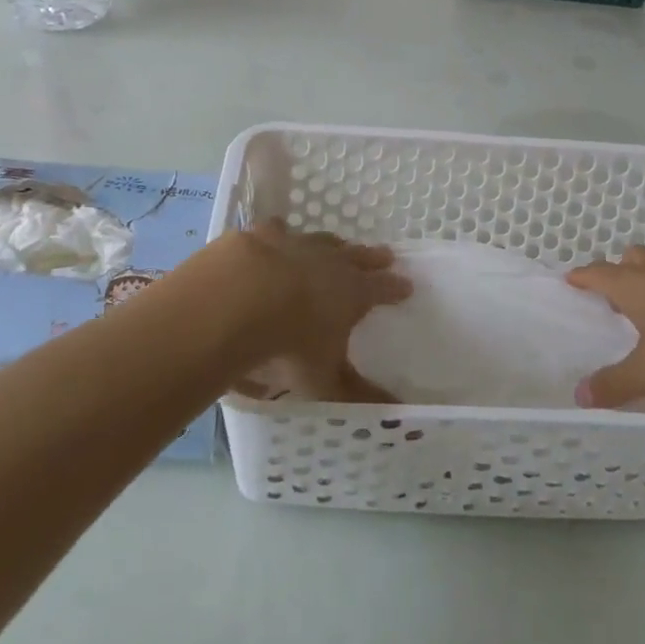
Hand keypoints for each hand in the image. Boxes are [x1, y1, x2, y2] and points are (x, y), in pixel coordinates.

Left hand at [202, 220, 411, 402]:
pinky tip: (277, 232)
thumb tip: (397, 413)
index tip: (407, 286)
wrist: (237, 300)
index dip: (395, 288)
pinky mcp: (260, 236)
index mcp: (352, 292)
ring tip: (337, 244)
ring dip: (331, 244)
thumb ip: (356, 394)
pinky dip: (280, 233)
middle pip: (357, 256)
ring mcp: (295, 243)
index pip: (383, 288)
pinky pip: (276, 230)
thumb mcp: (323, 380)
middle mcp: (329, 261)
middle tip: (385, 255)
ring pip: (321, 240)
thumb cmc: (289, 344)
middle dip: (372, 258)